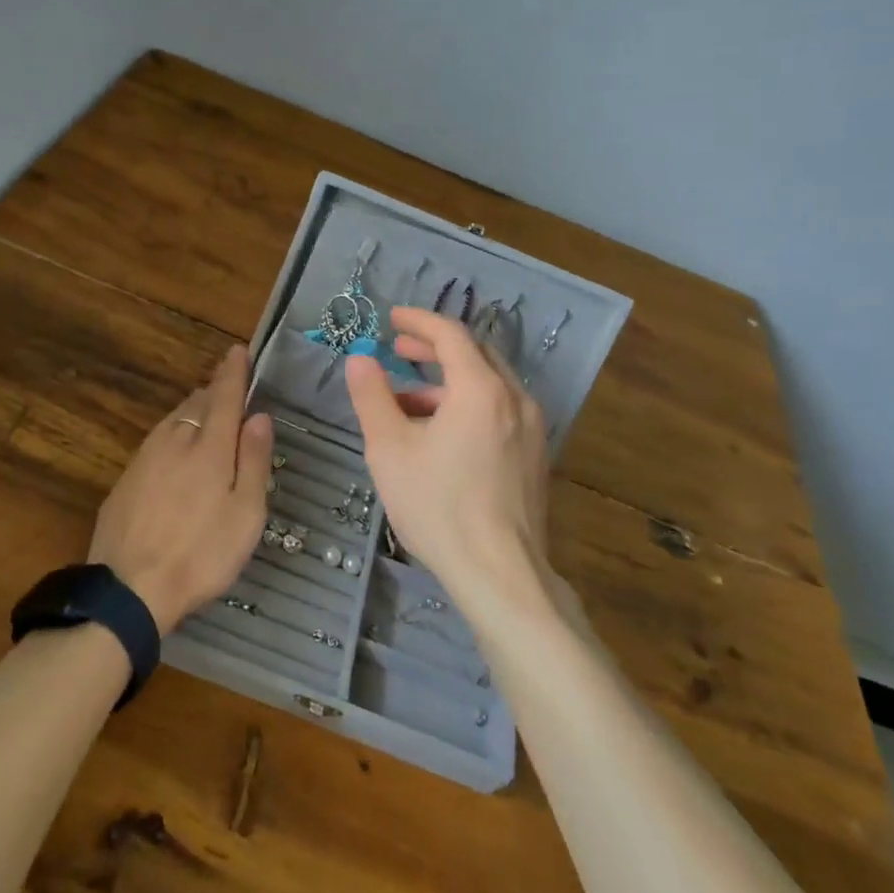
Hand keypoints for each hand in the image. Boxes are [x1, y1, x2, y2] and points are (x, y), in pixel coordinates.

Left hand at [89, 344, 273, 633]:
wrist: (129, 589)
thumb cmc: (202, 554)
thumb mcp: (245, 514)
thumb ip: (253, 461)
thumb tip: (259, 416)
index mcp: (208, 447)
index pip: (224, 396)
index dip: (233, 371)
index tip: (237, 349)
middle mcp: (174, 441)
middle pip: (197, 403)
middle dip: (215, 391)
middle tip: (229, 389)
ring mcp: (144, 458)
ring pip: (173, 420)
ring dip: (192, 411)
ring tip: (206, 416)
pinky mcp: (125, 479)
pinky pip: (157, 441)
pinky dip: (173, 435)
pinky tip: (176, 454)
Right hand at [344, 307, 558, 621]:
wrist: (500, 573)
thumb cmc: (439, 506)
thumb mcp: (390, 449)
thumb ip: (372, 397)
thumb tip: (359, 360)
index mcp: (481, 389)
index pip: (451, 334)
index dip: (419, 321)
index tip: (391, 319)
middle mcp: (515, 399)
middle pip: (476, 354)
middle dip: (435, 348)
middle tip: (398, 351)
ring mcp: (531, 429)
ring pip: (489, 385)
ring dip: (448, 382)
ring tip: (407, 403)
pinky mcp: (534, 456)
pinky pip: (499, 411)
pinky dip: (468, 406)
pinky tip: (440, 435)